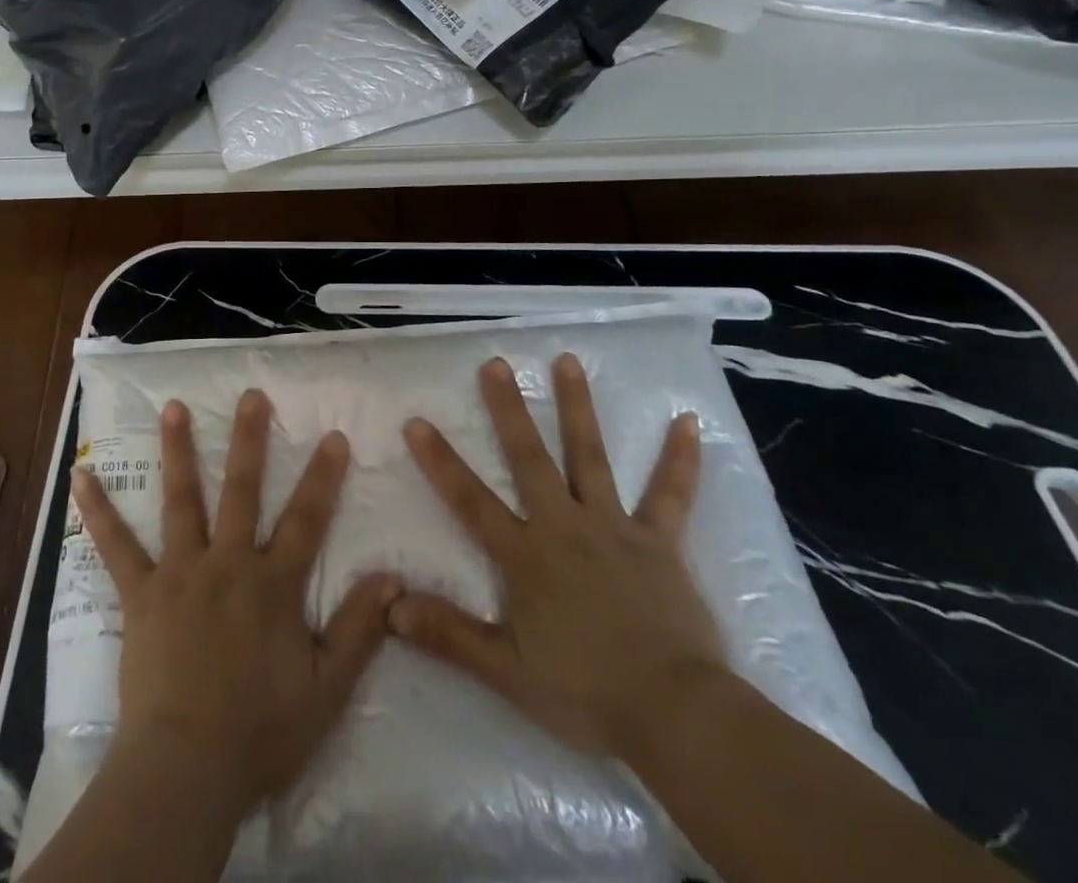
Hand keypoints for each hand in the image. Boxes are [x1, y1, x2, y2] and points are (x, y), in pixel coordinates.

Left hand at [71, 390, 399, 816]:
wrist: (186, 768)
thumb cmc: (260, 732)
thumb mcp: (327, 690)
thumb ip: (359, 630)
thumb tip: (393, 577)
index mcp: (272, 585)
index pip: (307, 520)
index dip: (323, 477)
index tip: (333, 435)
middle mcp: (228, 563)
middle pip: (243, 491)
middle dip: (249, 440)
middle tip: (251, 395)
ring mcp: (180, 572)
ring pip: (182, 500)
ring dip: (178, 451)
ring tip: (172, 406)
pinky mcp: (141, 592)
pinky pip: (116, 546)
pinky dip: (98, 511)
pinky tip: (81, 477)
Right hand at [391, 353, 726, 755]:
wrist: (675, 715)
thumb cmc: (585, 691)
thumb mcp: (505, 671)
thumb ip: (447, 634)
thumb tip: (390, 606)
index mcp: (526, 555)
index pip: (471, 500)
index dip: (440, 461)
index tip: (417, 421)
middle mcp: (564, 526)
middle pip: (530, 458)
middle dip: (509, 410)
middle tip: (496, 364)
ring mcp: (614, 527)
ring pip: (590, 457)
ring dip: (578, 407)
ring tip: (567, 361)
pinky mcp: (659, 541)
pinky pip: (670, 495)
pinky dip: (679, 459)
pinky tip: (687, 422)